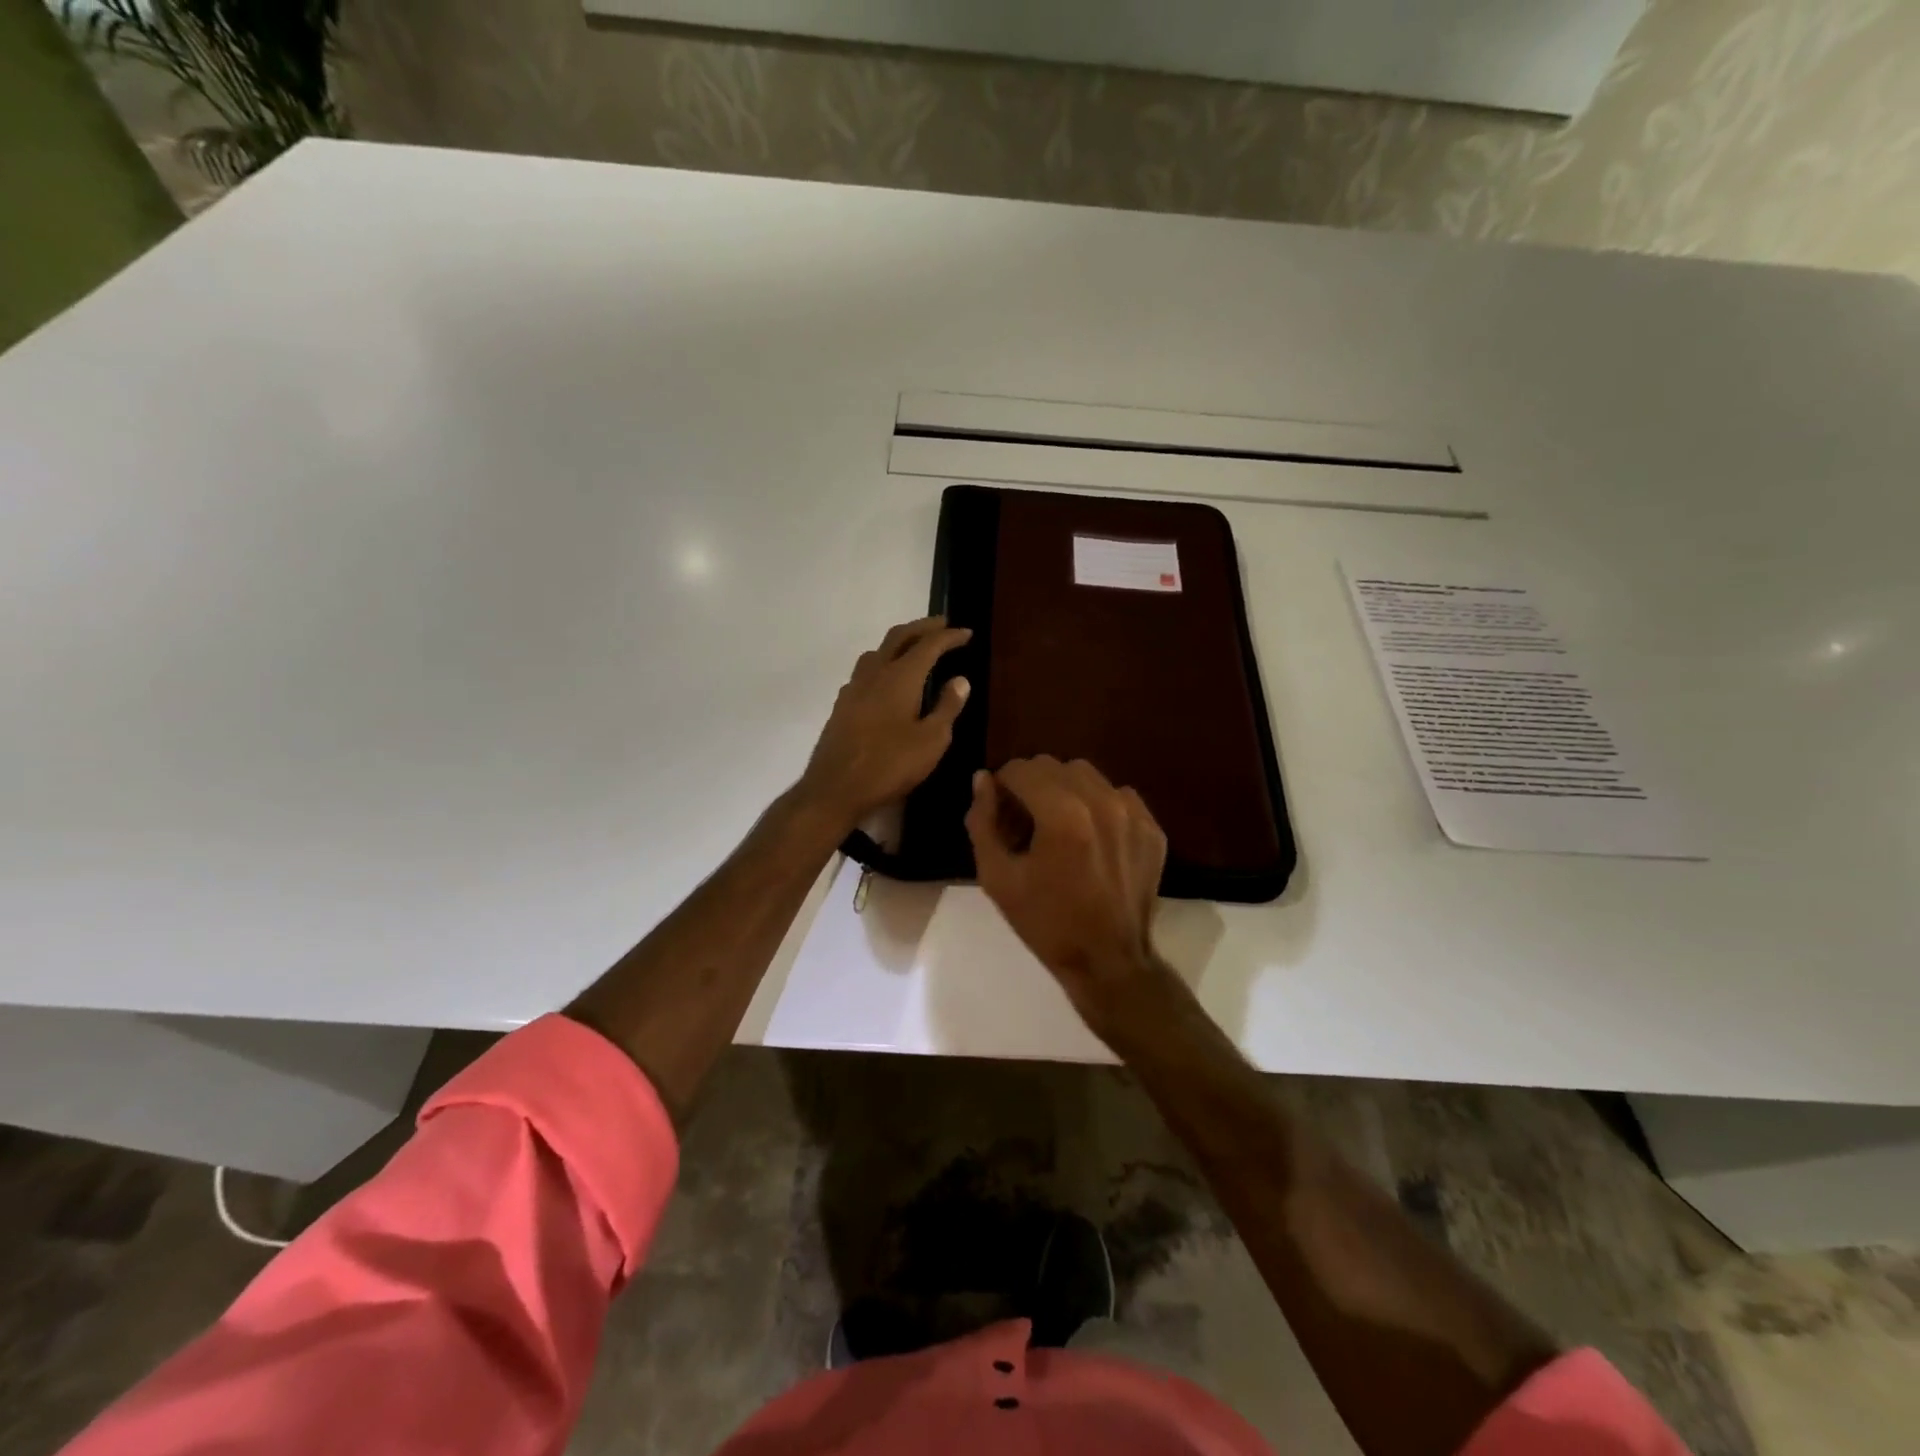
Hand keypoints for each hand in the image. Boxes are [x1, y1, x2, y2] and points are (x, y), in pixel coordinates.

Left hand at [797, 616, 971, 831]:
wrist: (835, 789)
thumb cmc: (890, 765)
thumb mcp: (931, 741)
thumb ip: (947, 707)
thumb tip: (960, 680)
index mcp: (900, 677)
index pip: (928, 645)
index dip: (949, 636)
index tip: (966, 632)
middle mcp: (874, 673)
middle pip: (899, 637)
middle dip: (922, 627)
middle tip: (942, 625)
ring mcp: (854, 688)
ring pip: (878, 651)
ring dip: (899, 643)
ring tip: (915, 649)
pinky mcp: (842, 705)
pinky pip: (865, 671)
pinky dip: (883, 663)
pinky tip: (888, 681)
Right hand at [965, 756, 1178, 1037]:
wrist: (1108, 961)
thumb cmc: (1046, 923)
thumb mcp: (998, 878)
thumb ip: (983, 822)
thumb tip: (982, 779)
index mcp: (1062, 815)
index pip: (1022, 769)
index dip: (1002, 785)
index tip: (999, 811)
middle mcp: (1102, 802)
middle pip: (1054, 766)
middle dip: (1031, 785)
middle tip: (1024, 821)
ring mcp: (1132, 813)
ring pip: (1086, 775)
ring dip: (1064, 789)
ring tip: (1057, 825)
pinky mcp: (1151, 827)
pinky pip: (1116, 794)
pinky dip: (1097, 805)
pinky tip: (1090, 837)